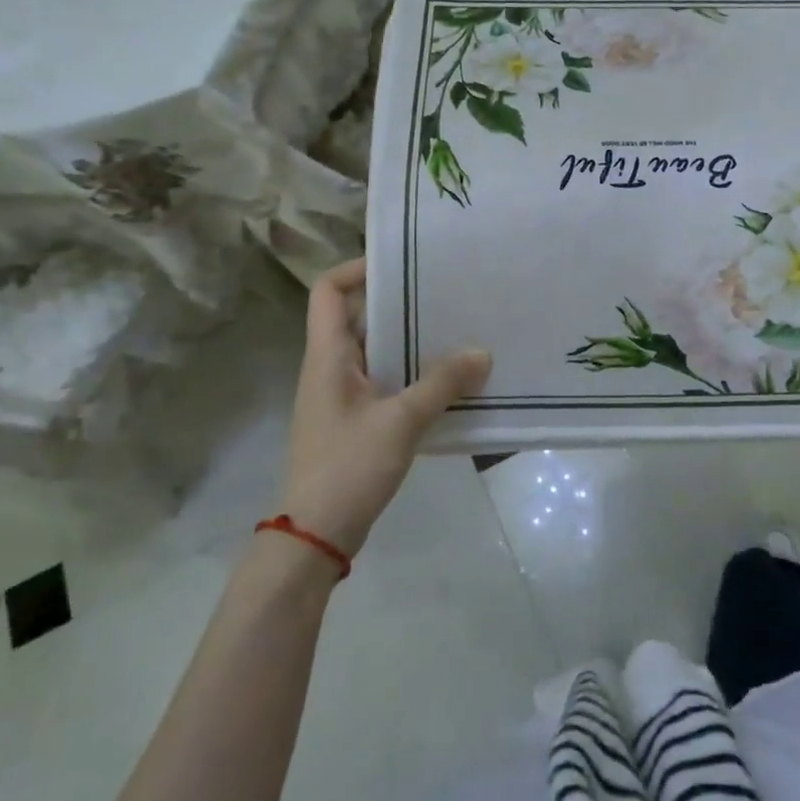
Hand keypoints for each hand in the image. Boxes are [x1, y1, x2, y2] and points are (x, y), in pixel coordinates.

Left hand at [279, 259, 490, 555]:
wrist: (317, 535)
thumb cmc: (348, 467)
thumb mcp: (400, 421)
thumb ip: (441, 384)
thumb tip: (482, 352)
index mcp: (327, 356)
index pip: (328, 291)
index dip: (357, 268)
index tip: (402, 265)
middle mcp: (331, 368)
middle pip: (360, 317)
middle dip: (401, 304)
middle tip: (447, 295)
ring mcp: (343, 396)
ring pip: (378, 352)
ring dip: (412, 342)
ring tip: (457, 332)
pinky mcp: (357, 422)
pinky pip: (387, 382)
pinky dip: (414, 375)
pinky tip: (450, 381)